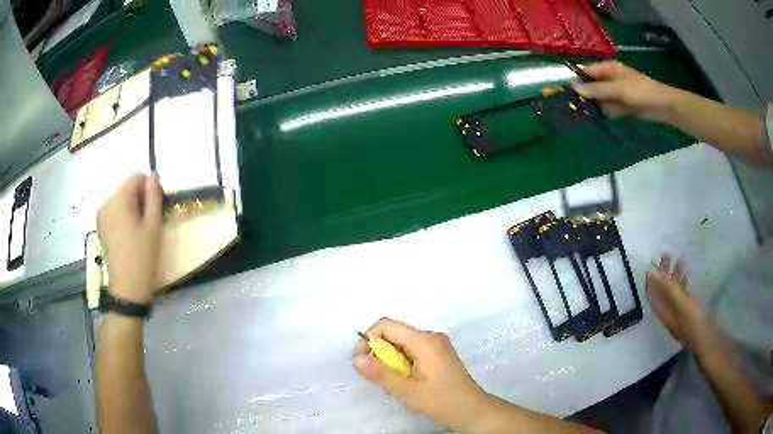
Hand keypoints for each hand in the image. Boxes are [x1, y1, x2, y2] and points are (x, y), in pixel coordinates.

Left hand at [97, 173, 163, 305]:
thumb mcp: (153, 225)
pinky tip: (130, 235)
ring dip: (132, 207)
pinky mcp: (101, 228)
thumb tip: (153, 174)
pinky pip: (114, 212)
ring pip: (121, 200)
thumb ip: (153, 196)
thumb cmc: (143, 256)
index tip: (157, 206)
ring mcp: (101, 216)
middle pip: (127, 188)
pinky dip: (124, 216)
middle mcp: (106, 203)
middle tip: (150, 220)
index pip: (136, 177)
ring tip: (140, 230)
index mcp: (119, 200)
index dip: (149, 187)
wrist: (128, 288)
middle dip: (140, 198)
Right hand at [353, 318, 489, 432]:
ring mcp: (436, 345)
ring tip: (391, 380)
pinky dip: (401, 361)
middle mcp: (430, 337)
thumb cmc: (441, 401)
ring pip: (402, 343)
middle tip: (376, 375)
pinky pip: (412, 350)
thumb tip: (356, 359)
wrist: (472, 411)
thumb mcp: (407, 391)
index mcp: (424, 340)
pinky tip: (404, 379)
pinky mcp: (438, 354)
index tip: (362, 361)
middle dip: (378, 351)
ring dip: (389, 358)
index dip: (368, 339)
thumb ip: (381, 374)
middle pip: (394, 333)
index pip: (386, 325)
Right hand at [571, 61, 681, 122]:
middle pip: (592, 86)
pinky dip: (609, 112)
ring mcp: (616, 92)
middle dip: (588, 96)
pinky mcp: (622, 104)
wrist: (662, 105)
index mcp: (607, 68)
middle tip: (579, 107)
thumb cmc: (640, 91)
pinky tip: (612, 114)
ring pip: (600, 99)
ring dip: (599, 106)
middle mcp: (609, 78)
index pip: (586, 72)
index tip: (568, 93)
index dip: (577, 81)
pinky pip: (610, 108)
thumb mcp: (617, 89)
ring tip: (599, 111)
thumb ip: (596, 89)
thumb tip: (573, 87)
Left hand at [646, 257, 717, 354]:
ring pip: (673, 292)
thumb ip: (666, 288)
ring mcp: (679, 313)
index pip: (652, 295)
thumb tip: (651, 273)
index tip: (653, 263)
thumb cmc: (692, 320)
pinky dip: (683, 283)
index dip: (652, 279)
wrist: (706, 339)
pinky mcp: (689, 311)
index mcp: (663, 313)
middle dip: (664, 274)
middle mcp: (668, 313)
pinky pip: (682, 294)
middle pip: (662, 291)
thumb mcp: (679, 302)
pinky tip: (687, 273)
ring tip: (679, 260)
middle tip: (668, 257)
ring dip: (674, 276)